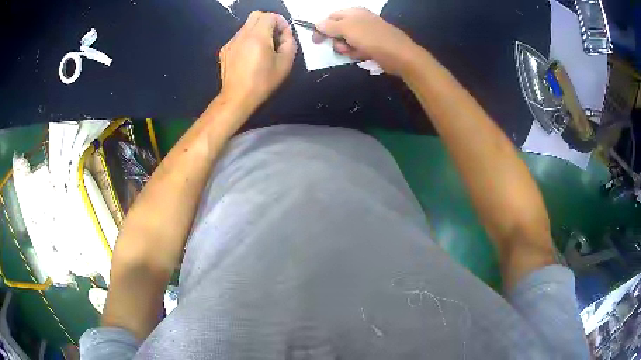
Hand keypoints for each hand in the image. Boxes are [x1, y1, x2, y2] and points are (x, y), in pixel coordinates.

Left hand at [219, 12, 296, 110]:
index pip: (269, 16)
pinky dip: (247, 39)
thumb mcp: (285, 63)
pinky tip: (250, 55)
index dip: (280, 21)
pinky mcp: (225, 50)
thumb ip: (289, 43)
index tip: (284, 33)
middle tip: (274, 35)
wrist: (237, 98)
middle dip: (268, 21)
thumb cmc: (263, 82)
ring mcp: (231, 42)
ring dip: (257, 30)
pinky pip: (239, 37)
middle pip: (256, 15)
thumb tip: (286, 34)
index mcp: (258, 36)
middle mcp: (242, 35)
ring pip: (246, 26)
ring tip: (263, 47)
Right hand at [313, 8, 418, 75]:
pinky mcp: (372, 45)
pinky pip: (357, 49)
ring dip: (347, 49)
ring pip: (346, 42)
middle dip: (337, 41)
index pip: (330, 17)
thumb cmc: (372, 38)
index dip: (321, 28)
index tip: (316, 41)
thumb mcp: (347, 28)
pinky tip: (364, 55)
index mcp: (353, 12)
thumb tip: (317, 24)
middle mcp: (359, 20)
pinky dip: (357, 53)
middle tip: (343, 47)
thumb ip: (329, 26)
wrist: (400, 55)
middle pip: (337, 31)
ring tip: (356, 52)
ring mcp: (366, 33)